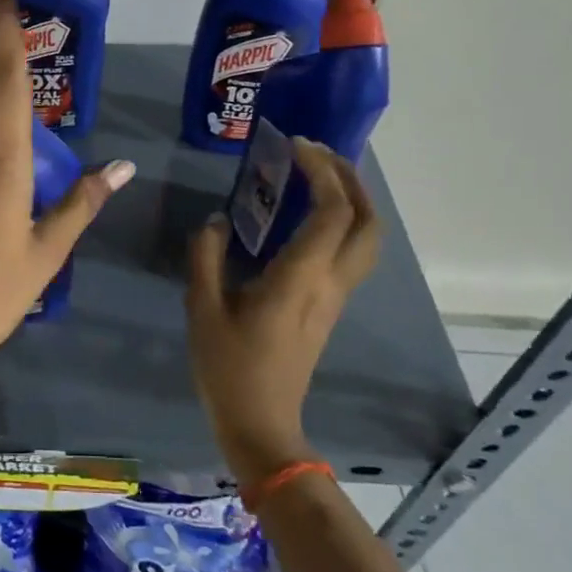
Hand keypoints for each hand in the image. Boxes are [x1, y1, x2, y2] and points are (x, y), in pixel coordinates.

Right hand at [186, 140, 380, 484]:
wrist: (261, 425)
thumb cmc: (229, 368)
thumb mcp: (203, 308)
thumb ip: (207, 256)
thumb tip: (217, 221)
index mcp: (301, 278)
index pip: (333, 212)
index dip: (323, 172)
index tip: (297, 146)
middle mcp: (330, 283)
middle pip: (368, 221)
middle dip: (351, 179)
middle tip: (318, 153)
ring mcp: (335, 297)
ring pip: (367, 239)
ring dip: (352, 199)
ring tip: (317, 175)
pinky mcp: (329, 307)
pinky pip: (350, 252)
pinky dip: (342, 221)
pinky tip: (307, 215)